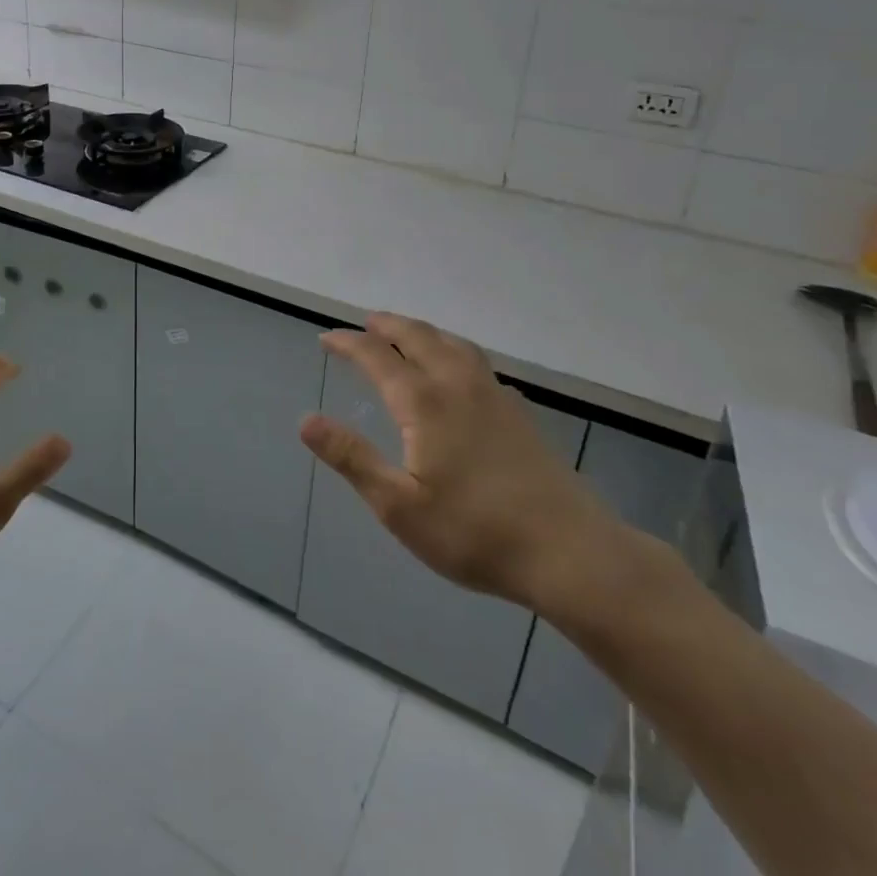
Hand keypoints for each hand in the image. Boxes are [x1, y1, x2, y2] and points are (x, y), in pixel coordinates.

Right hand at [301, 312, 625, 618]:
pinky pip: (475, 360)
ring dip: (421, 331)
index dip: (347, 343)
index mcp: (424, 401)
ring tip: (406, 334)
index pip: (376, 356)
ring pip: (451, 343)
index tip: (326, 338)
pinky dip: (451, 349)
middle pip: (418, 336)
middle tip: (365, 324)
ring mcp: (494, 394)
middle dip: (387, 325)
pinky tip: (457, 371)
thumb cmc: (475, 532)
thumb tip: (305, 420)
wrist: (570, 552)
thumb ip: (352, 458)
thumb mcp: (399, 505)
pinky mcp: (518, 412)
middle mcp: (457, 384)